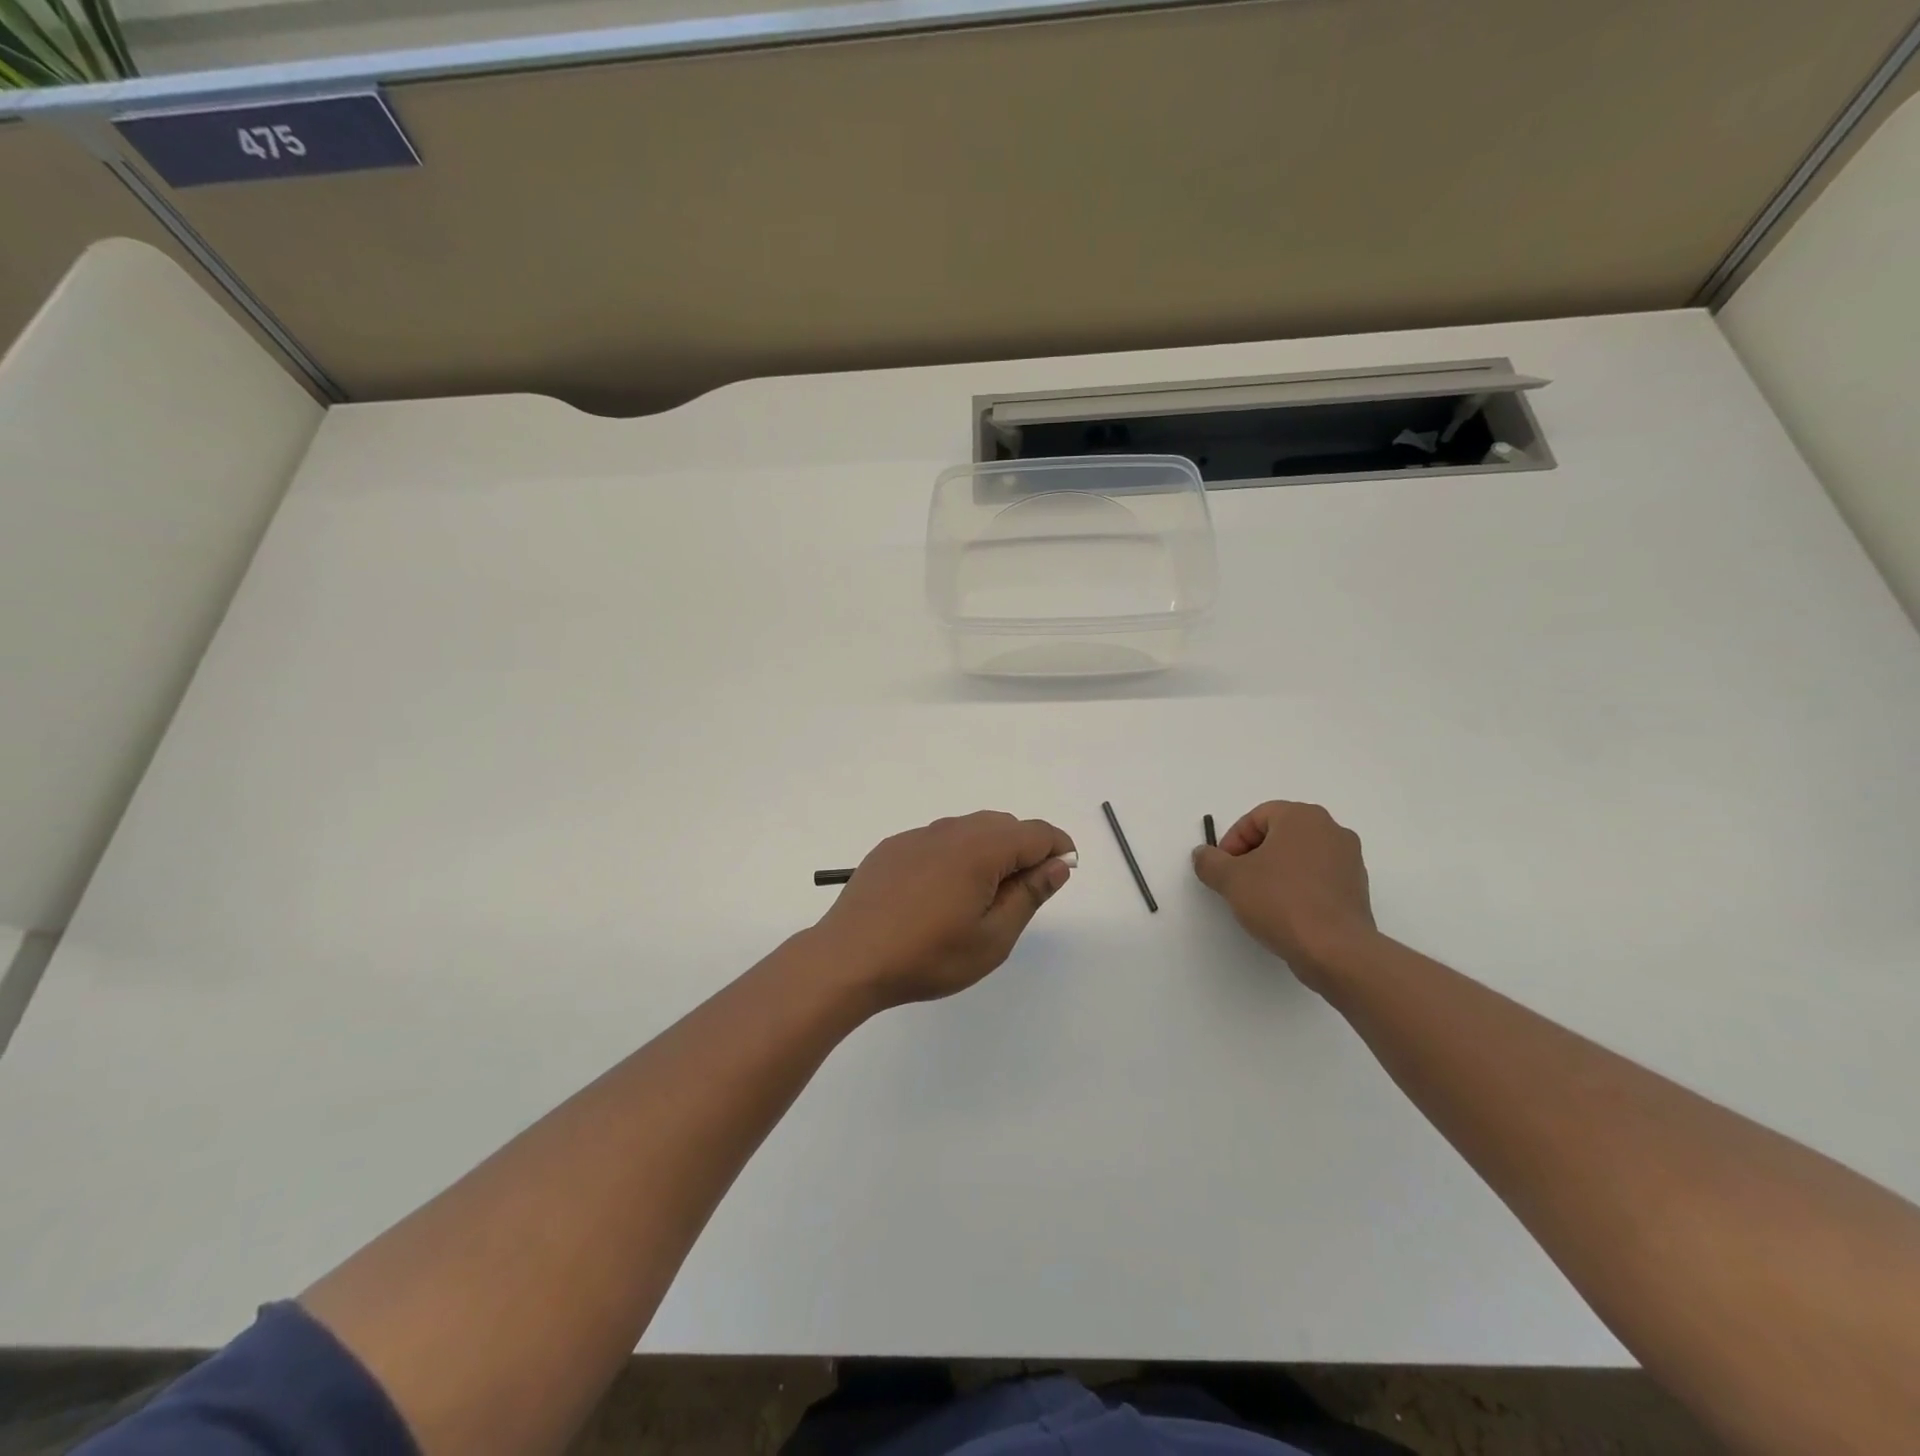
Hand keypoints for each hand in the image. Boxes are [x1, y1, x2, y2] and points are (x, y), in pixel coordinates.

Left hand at [813, 811, 1075, 1009]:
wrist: (849, 959)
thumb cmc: (928, 956)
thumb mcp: (992, 938)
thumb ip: (1029, 895)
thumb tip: (1058, 865)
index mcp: (980, 849)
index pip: (1035, 832)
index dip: (1057, 847)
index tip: (1064, 872)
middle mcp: (950, 831)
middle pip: (1003, 825)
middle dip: (1025, 849)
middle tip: (1023, 893)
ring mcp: (916, 837)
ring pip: (969, 829)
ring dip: (989, 850)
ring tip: (982, 895)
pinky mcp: (892, 848)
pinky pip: (938, 840)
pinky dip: (955, 855)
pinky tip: (941, 892)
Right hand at [1191, 800, 1377, 993]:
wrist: (1335, 950)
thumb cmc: (1280, 901)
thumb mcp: (1230, 879)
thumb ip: (1209, 861)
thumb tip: (1203, 854)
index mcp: (1302, 817)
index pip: (1256, 818)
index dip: (1232, 841)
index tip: (1223, 869)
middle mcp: (1331, 830)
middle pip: (1279, 835)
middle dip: (1253, 856)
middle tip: (1237, 882)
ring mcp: (1349, 860)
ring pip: (1299, 857)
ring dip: (1276, 872)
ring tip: (1260, 901)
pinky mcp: (1357, 889)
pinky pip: (1318, 879)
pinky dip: (1298, 889)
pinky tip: (1285, 913)